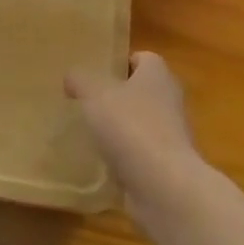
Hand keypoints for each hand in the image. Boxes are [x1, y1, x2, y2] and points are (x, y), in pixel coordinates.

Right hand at [66, 51, 210, 224]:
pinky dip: (125, 158)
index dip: (121, 62)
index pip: (143, 58)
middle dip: (119, 96)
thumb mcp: (94, 94)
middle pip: (143, 91)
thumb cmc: (131, 126)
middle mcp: (170, 101)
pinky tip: (102, 163)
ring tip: (91, 133)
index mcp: (157, 75)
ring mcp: (172, 136)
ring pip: (142, 124)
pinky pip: (142, 155)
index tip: (98, 72)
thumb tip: (71, 76)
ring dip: (122, 129)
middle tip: (88, 101)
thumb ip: (80, 80)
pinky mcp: (167, 167)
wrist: (164, 186)